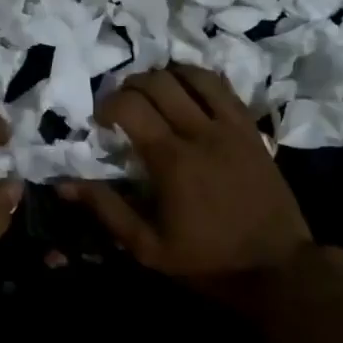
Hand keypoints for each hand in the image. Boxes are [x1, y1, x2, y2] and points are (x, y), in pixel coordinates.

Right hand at [60, 65, 312, 292]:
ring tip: (154, 92)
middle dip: (131, 85)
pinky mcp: (252, 130)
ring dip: (166, 76)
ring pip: (194, 76)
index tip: (100, 121)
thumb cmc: (208, 261)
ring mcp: (231, 127)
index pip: (131, 107)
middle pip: (159, 82)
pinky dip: (200, 80)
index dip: (107, 104)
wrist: (277, 267)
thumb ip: (107, 210)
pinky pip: (224, 88)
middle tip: (123, 106)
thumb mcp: (148, 248)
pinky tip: (189, 91)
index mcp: (172, 161)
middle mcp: (201, 133)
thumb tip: (65, 184)